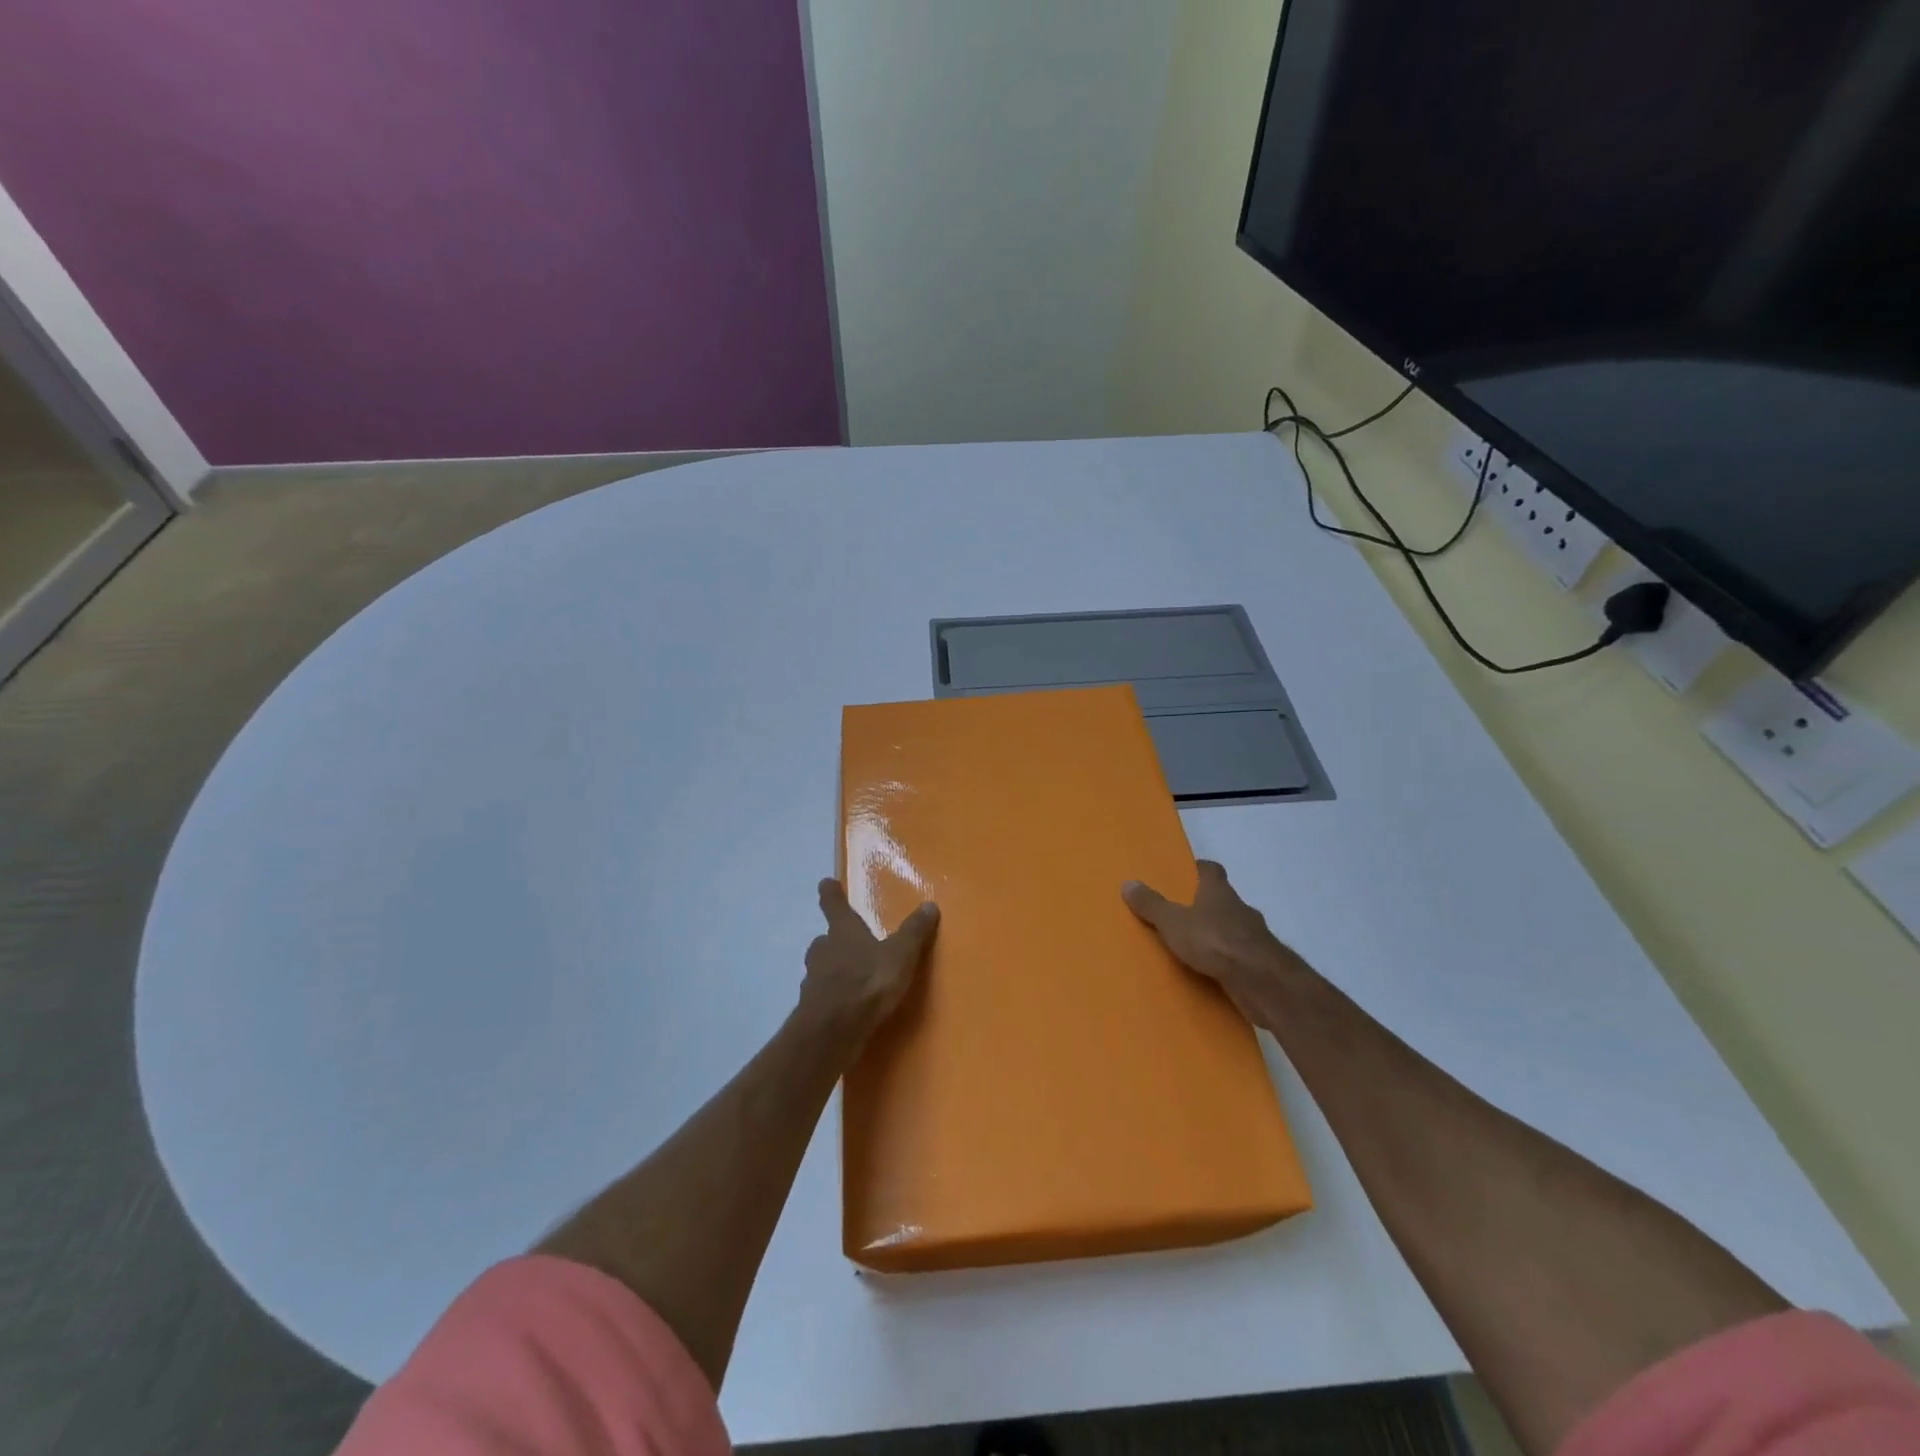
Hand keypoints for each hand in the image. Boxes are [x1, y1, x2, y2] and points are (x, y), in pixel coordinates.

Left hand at [802, 879, 939, 1033]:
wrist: (833, 1031)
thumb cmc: (868, 982)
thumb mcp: (900, 955)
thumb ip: (914, 932)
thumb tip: (929, 905)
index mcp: (843, 931)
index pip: (834, 904)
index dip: (830, 893)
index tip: (826, 883)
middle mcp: (823, 950)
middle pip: (825, 939)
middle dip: (834, 939)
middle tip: (846, 942)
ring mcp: (813, 980)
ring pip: (821, 968)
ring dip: (832, 969)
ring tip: (850, 977)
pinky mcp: (811, 1009)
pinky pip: (823, 996)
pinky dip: (832, 997)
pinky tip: (846, 1007)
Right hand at [1122, 860, 1305, 1026]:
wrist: (1261, 981)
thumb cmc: (1215, 941)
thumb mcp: (1173, 922)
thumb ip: (1151, 905)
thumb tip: (1128, 883)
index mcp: (1219, 892)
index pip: (1211, 870)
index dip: (1199, 869)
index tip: (1186, 873)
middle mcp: (1240, 908)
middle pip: (1222, 899)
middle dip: (1205, 905)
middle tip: (1182, 913)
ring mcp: (1254, 936)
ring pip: (1232, 929)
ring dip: (1218, 934)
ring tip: (1195, 947)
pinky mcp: (1261, 963)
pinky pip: (1239, 956)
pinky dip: (1227, 960)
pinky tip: (1213, 971)